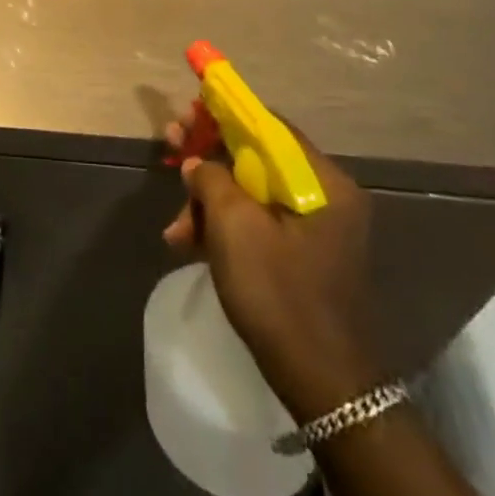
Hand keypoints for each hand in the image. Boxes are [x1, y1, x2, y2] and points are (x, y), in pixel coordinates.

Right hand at [163, 109, 383, 421]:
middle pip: (256, 157)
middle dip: (208, 159)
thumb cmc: (280, 293)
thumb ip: (211, 178)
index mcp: (323, 181)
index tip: (188, 109)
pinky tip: (188, 244)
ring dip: (208, 201)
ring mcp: (316, 228)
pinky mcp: (303, 254)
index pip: (268, 124)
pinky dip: (224, 227)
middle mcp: (326, 196)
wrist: (324, 386)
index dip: (224, 111)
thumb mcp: (234, 226)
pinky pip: (258, 222)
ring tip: (174, 228)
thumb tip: (197, 162)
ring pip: (251, 192)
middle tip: (169, 149)